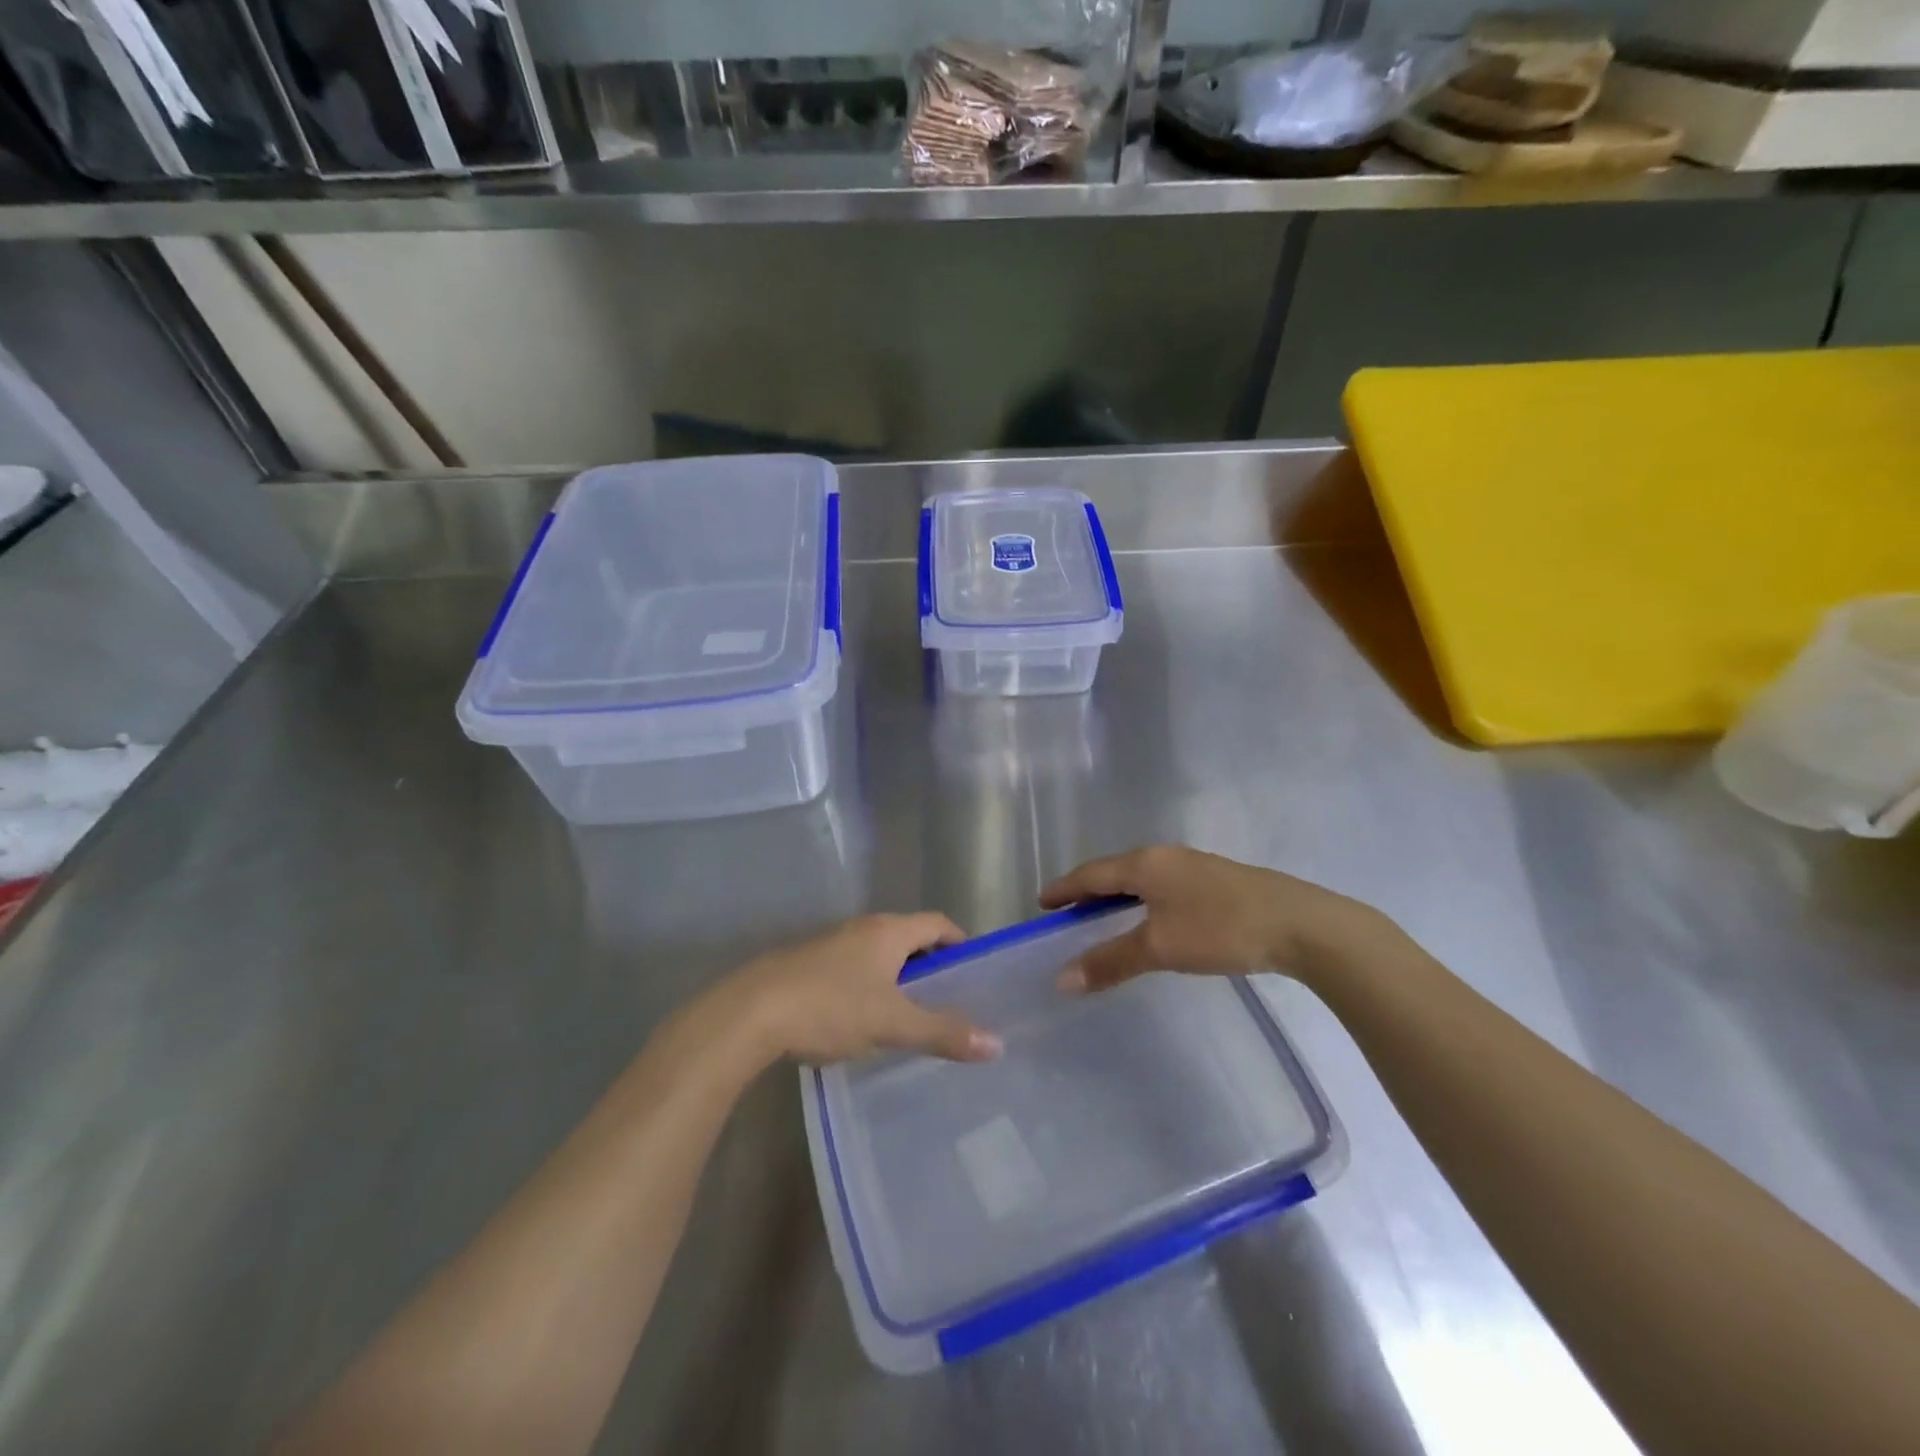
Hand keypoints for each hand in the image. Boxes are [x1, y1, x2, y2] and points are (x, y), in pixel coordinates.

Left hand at [729, 914, 1002, 1065]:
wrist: (750, 1013)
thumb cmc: (830, 1007)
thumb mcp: (892, 1023)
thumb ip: (943, 1032)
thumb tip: (996, 1044)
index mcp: (887, 931)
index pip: (937, 923)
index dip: (959, 942)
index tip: (975, 971)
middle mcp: (861, 928)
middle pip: (908, 936)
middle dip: (930, 964)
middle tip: (948, 999)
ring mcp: (831, 944)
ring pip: (878, 954)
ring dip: (898, 976)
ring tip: (909, 1013)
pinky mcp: (807, 964)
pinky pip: (852, 968)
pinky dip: (869, 985)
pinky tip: (863, 1020)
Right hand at [1039, 845, 1379, 992]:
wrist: (1300, 924)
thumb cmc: (1220, 929)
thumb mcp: (1159, 948)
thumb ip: (1110, 961)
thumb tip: (1061, 979)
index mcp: (1144, 863)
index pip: (1090, 873)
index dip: (1064, 889)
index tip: (1042, 903)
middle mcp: (1165, 856)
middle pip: (1114, 871)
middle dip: (1088, 891)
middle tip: (1068, 914)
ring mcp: (1193, 866)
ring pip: (1141, 878)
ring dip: (1117, 897)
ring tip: (1103, 919)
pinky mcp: (1216, 880)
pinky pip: (1162, 886)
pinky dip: (1143, 901)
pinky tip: (1152, 920)